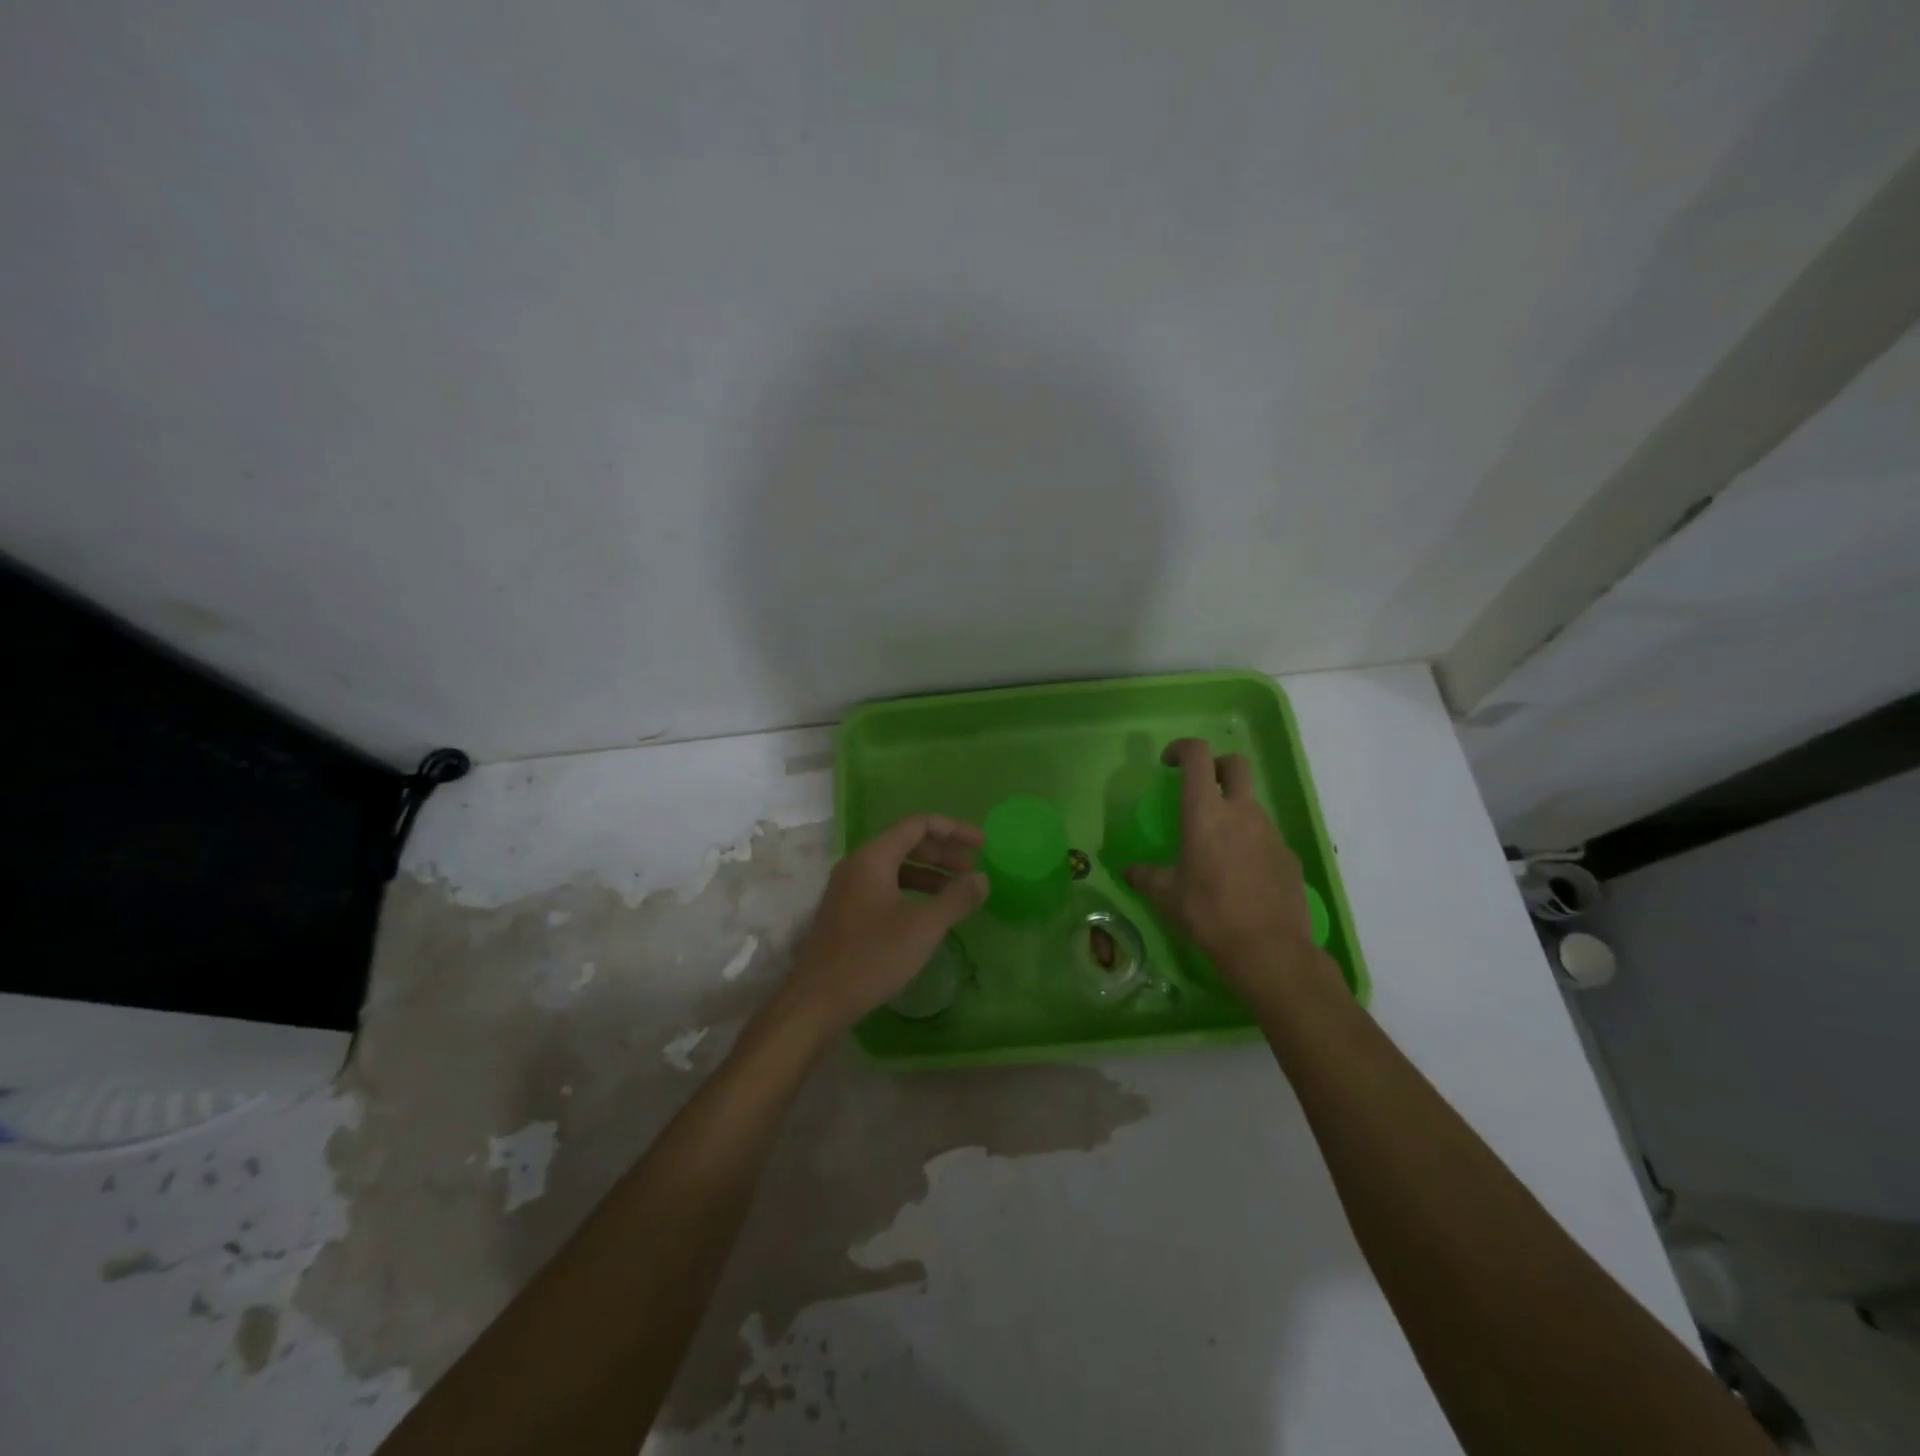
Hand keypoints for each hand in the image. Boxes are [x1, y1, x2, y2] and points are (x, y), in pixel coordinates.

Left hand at [780, 814, 988, 1035]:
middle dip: (943, 852)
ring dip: (929, 872)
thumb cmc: (871, 958)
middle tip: (973, 869)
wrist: (816, 1000)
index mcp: (873, 857)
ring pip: (895, 865)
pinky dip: (911, 889)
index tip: (982, 845)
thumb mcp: (922, 929)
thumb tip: (981, 878)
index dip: (954, 830)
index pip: (918, 824)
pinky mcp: (845, 908)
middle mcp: (857, 863)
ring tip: (957, 891)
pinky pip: (884, 884)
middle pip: (907, 842)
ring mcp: (848, 886)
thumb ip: (956, 899)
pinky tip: (928, 910)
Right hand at [1124, 739, 1320, 987]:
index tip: (1168, 763)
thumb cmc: (1209, 915)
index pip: (1198, 755)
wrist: (1270, 950)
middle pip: (1235, 764)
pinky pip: (1266, 836)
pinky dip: (1250, 841)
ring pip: (1251, 802)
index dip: (1182, 748)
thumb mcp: (1166, 897)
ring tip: (1217, 843)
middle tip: (1200, 788)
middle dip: (1216, 766)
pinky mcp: (1289, 856)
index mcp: (1206, 814)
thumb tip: (1128, 871)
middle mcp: (1241, 813)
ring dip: (1233, 808)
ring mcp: (1271, 832)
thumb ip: (1145, 876)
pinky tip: (1241, 874)